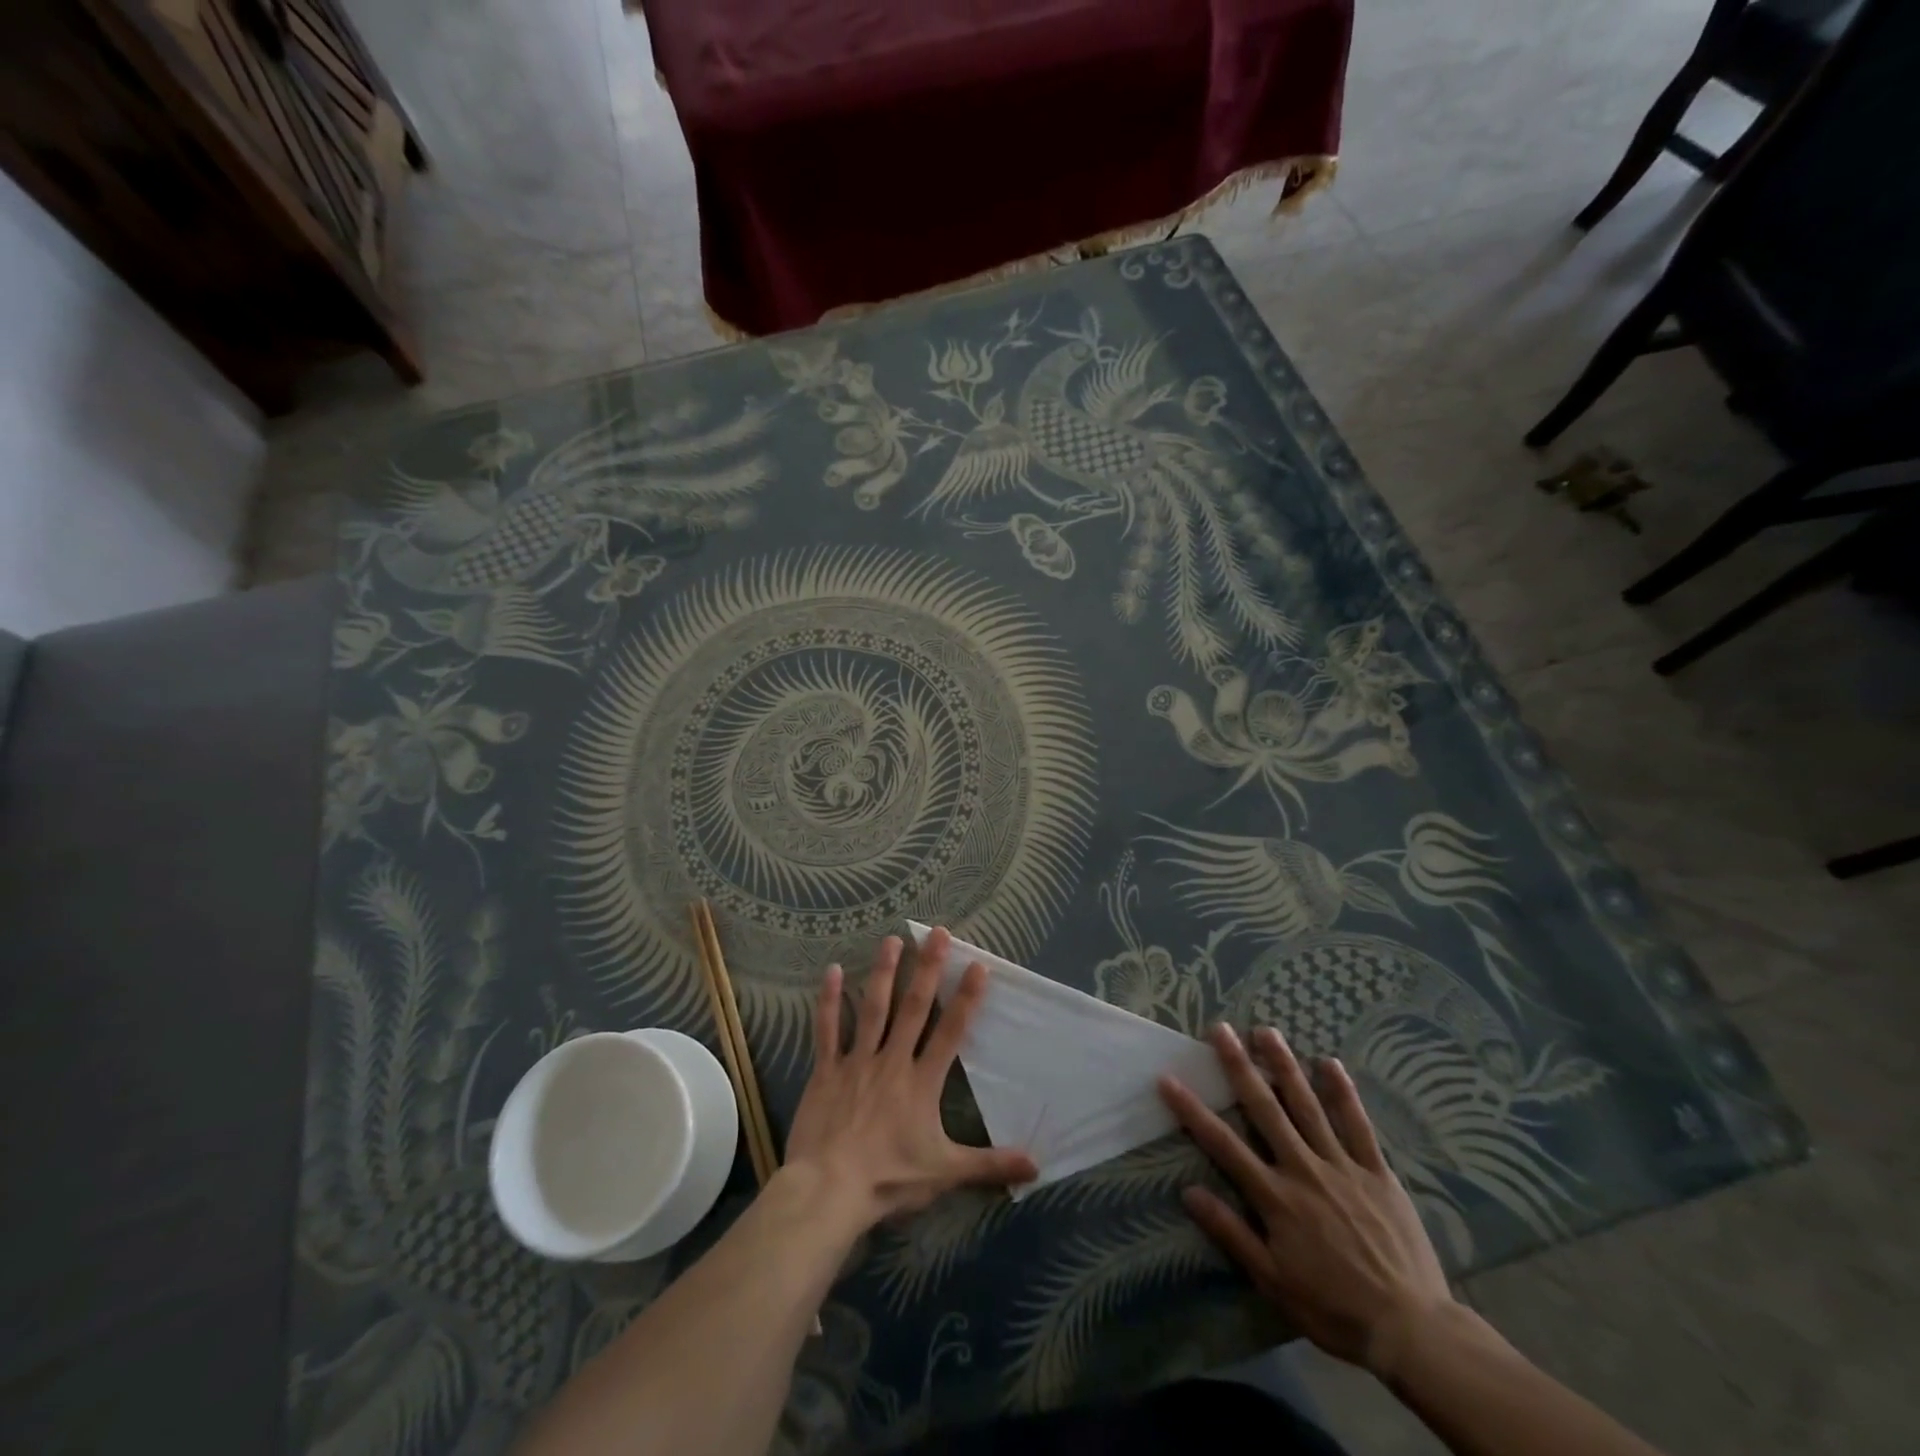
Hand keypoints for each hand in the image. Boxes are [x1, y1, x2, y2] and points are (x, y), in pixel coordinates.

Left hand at [784, 928, 1036, 1232]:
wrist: (829, 1190)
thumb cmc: (889, 1180)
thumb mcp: (945, 1173)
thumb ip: (989, 1164)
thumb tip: (1036, 1165)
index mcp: (922, 1082)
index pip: (951, 1032)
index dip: (966, 999)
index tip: (977, 965)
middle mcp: (892, 1061)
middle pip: (913, 1008)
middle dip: (928, 969)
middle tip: (937, 933)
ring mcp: (857, 1062)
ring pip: (873, 1008)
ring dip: (883, 973)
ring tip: (892, 939)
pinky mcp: (826, 1070)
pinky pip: (827, 1030)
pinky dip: (829, 1000)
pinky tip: (831, 970)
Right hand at [1159, 1023, 1453, 1374]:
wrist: (1411, 1330)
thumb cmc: (1334, 1309)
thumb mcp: (1273, 1282)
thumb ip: (1231, 1233)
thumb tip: (1189, 1192)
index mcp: (1276, 1197)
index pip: (1223, 1144)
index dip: (1192, 1110)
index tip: (1168, 1079)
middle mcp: (1304, 1169)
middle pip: (1265, 1109)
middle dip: (1239, 1066)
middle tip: (1220, 1030)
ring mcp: (1343, 1166)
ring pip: (1308, 1105)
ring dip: (1284, 1065)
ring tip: (1266, 1031)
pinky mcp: (1377, 1172)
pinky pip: (1358, 1125)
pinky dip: (1344, 1093)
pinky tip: (1330, 1063)